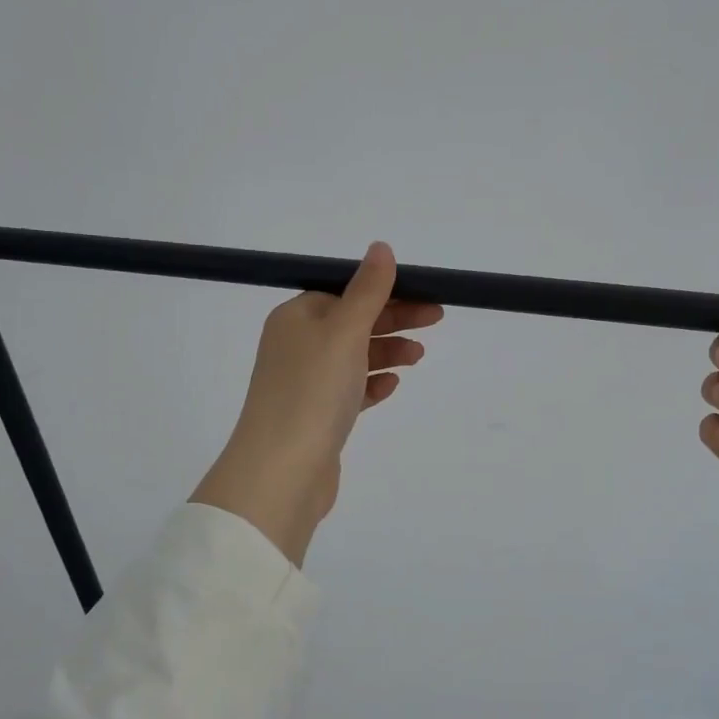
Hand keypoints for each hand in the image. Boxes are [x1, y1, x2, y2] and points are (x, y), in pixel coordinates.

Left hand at [192, 243, 441, 565]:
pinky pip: (349, 390)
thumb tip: (381, 247)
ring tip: (418, 358)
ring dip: (387, 352)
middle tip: (435, 321)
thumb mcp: (344, 331)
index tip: (425, 297)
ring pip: (353, 357)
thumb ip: (367, 291)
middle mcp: (296, 346)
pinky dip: (372, 384)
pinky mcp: (316, 417)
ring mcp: (305, 384)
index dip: (385, 292)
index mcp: (296, 317)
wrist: (282, 471)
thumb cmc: (313, 391)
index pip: (345, 292)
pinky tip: (392, 385)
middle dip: (393, 320)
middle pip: (352, 322)